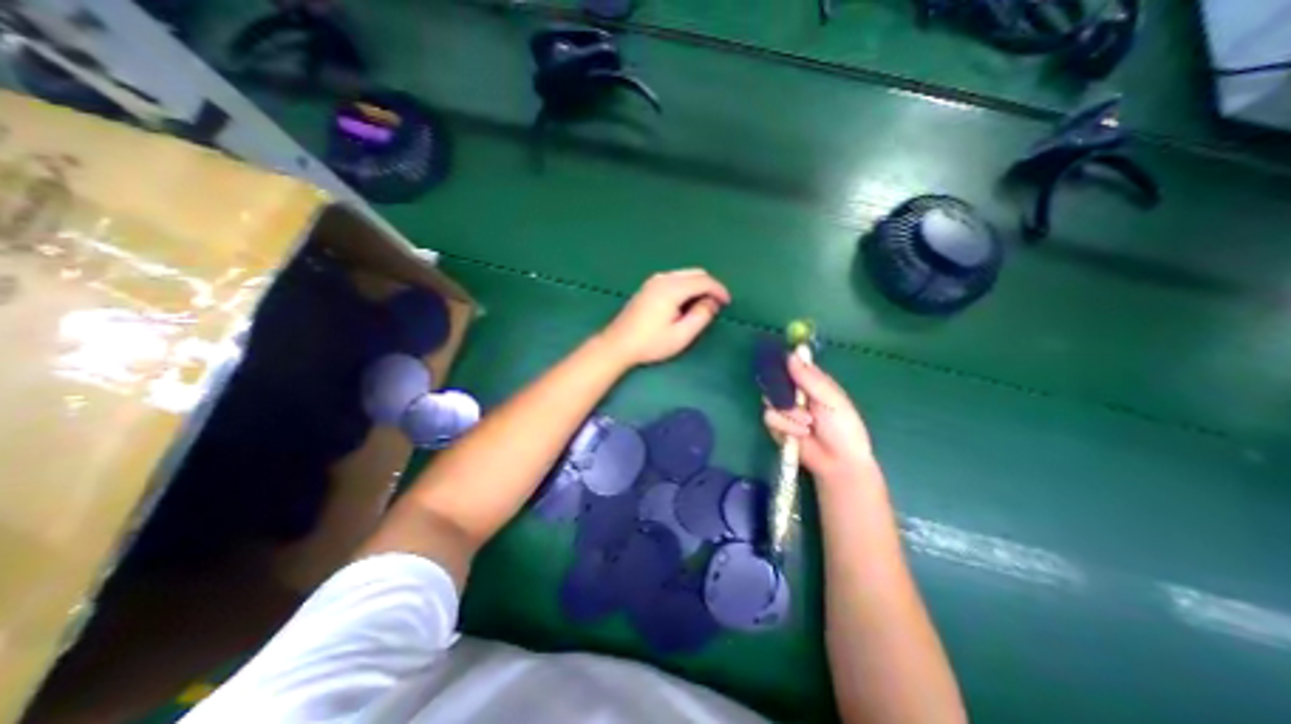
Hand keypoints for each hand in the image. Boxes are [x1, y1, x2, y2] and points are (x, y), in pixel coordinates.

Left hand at [593, 269, 725, 363]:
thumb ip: (701, 316)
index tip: (727, 303)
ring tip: (703, 306)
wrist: (618, 344)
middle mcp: (663, 278)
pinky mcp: (648, 287)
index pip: (703, 281)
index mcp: (672, 288)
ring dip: (697, 286)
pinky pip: (674, 279)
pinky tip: (685, 303)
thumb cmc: (650, 343)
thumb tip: (711, 302)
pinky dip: (686, 286)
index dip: (719, 290)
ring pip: (684, 275)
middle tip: (716, 305)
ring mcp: (653, 281)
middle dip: (709, 286)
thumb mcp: (681, 335)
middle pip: (694, 273)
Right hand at [757, 357, 872, 486]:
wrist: (839, 462)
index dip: (783, 362)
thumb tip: (791, 354)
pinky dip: (785, 425)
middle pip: (773, 380)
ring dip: (789, 413)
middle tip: (797, 400)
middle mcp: (793, 392)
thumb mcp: (832, 399)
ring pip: (769, 400)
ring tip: (808, 424)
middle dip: (783, 392)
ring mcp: (783, 409)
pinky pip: (769, 417)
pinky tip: (800, 433)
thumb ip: (810, 378)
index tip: (779, 363)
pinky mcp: (776, 426)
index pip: (790, 363)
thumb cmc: (843, 427)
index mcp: (810, 381)